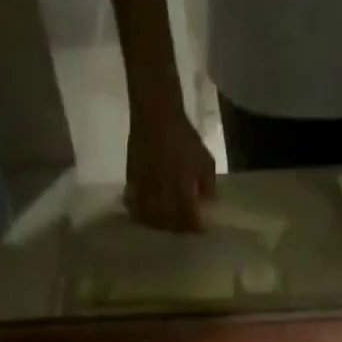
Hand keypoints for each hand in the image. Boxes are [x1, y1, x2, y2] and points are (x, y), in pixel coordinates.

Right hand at [124, 111, 214, 232]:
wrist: (156, 113)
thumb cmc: (184, 137)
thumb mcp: (205, 160)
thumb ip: (208, 185)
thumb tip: (208, 204)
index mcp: (183, 190)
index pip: (189, 221)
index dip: (195, 227)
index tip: (199, 228)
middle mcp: (163, 195)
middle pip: (170, 225)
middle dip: (178, 228)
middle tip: (183, 226)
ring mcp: (146, 191)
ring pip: (152, 219)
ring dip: (160, 224)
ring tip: (166, 223)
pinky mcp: (132, 184)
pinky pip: (136, 208)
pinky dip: (142, 214)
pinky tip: (148, 213)